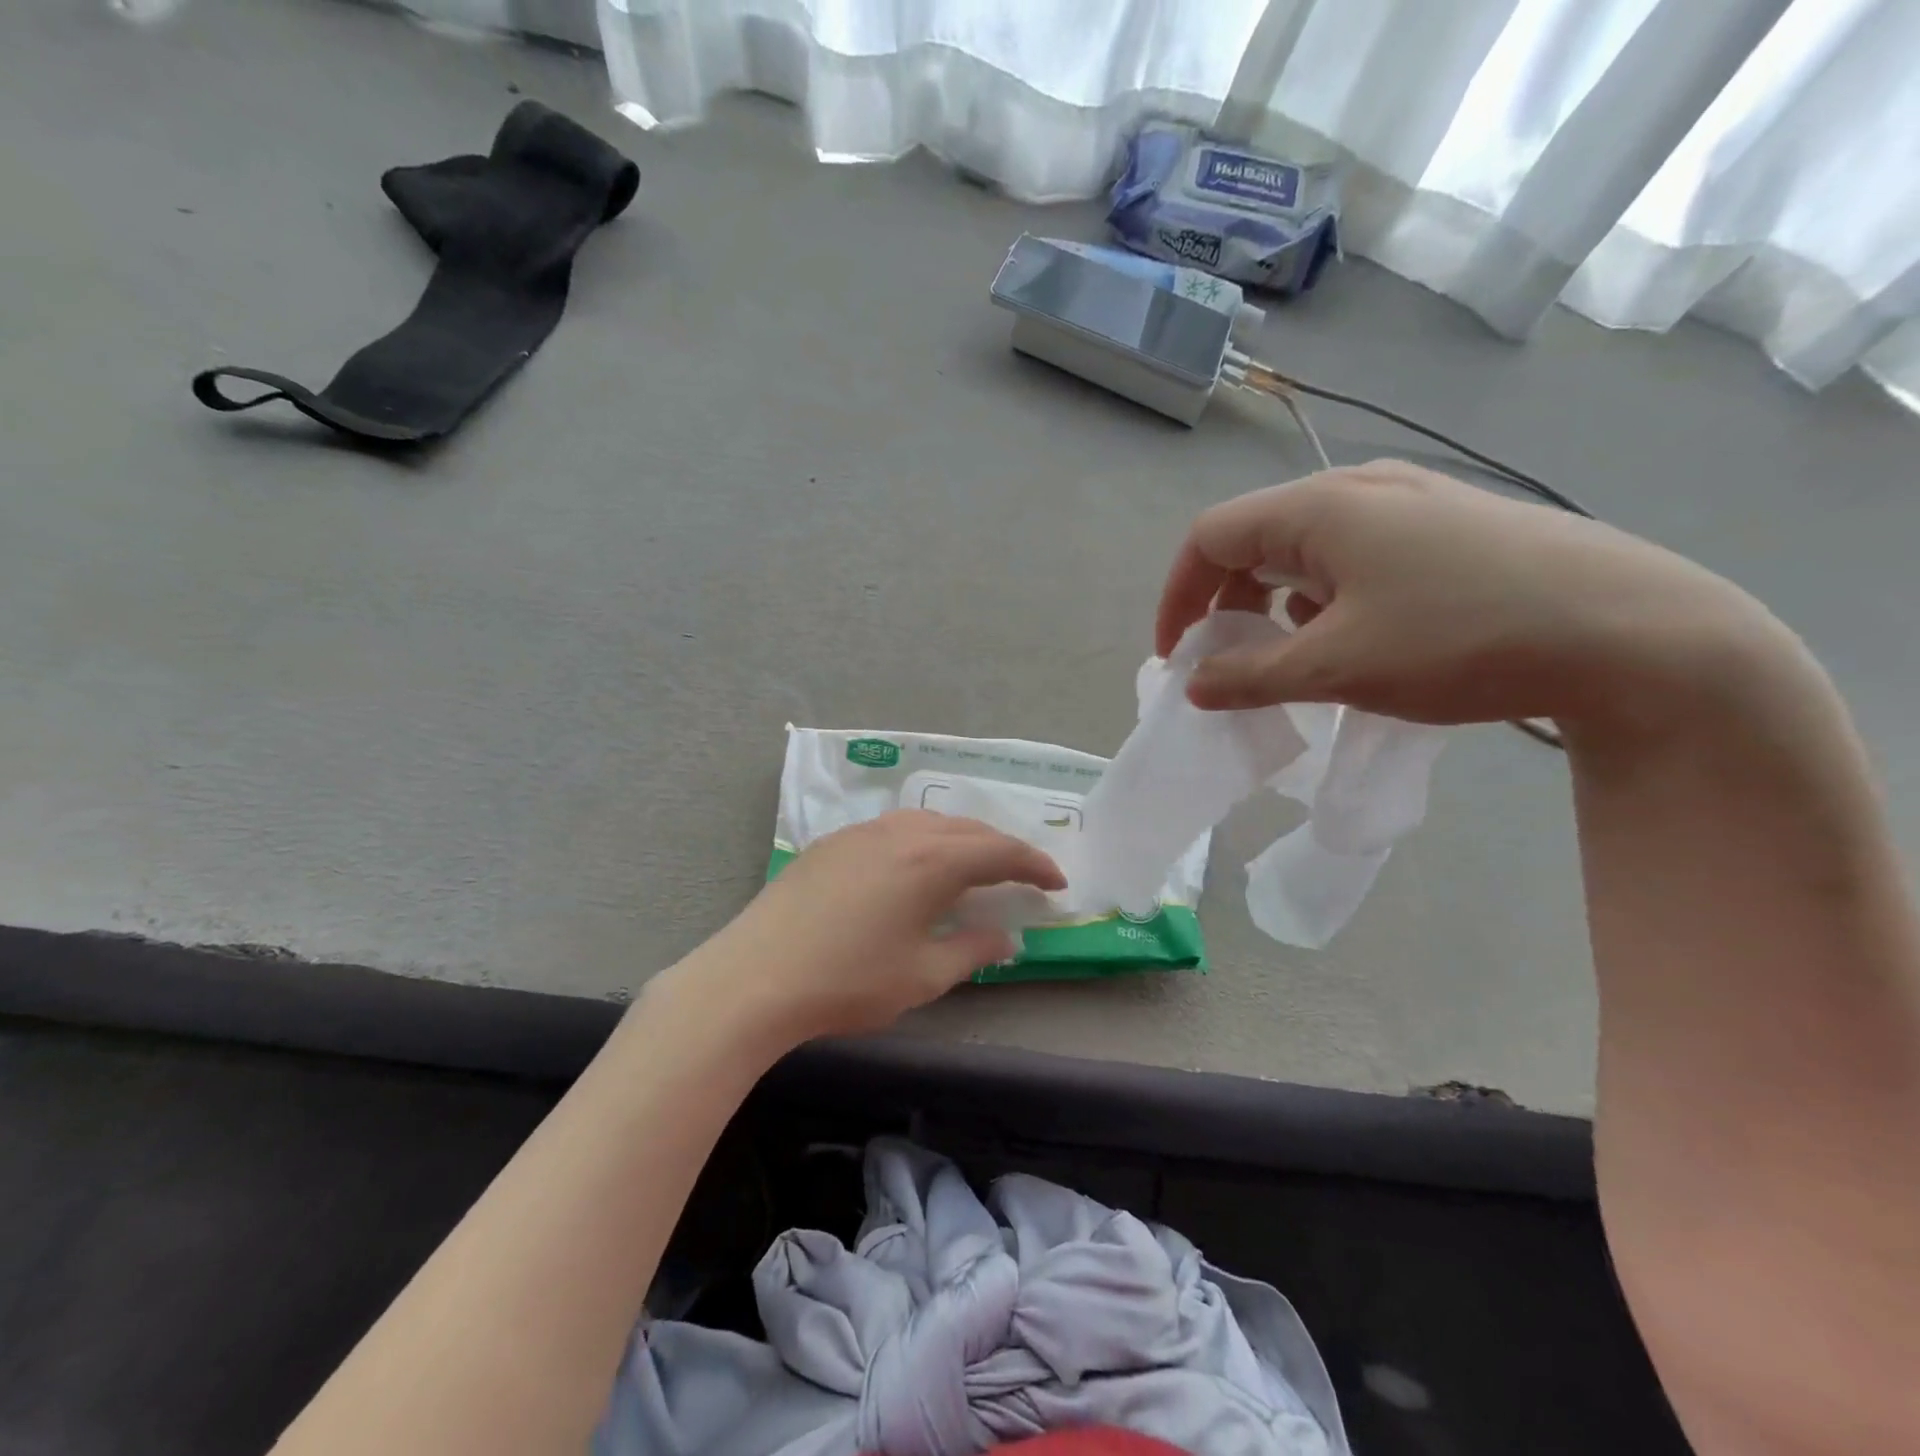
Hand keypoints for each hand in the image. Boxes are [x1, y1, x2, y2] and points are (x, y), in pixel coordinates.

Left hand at [682, 810, 1064, 1043]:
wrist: (754, 977)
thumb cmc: (848, 981)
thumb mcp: (922, 976)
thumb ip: (972, 951)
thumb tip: (1005, 936)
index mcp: (931, 861)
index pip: (999, 851)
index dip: (1034, 864)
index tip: (1057, 881)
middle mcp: (901, 833)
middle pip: (967, 829)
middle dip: (1001, 849)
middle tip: (1022, 875)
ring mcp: (862, 833)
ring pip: (929, 823)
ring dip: (961, 840)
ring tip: (974, 868)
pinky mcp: (833, 843)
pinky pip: (895, 829)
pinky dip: (924, 841)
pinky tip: (916, 866)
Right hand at [1156, 460, 1792, 737]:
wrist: (1635, 632)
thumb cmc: (1460, 640)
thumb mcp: (1336, 668)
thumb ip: (1250, 675)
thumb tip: (1195, 685)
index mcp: (1318, 508)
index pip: (1210, 537)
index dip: (1178, 596)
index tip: (1177, 657)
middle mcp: (1359, 488)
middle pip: (1255, 537)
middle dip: (1225, 602)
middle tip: (1227, 661)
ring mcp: (1411, 501)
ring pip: (1306, 547)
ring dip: (1275, 602)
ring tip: (1289, 654)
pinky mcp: (1450, 525)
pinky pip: (1355, 554)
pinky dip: (1326, 596)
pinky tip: (1356, 634)